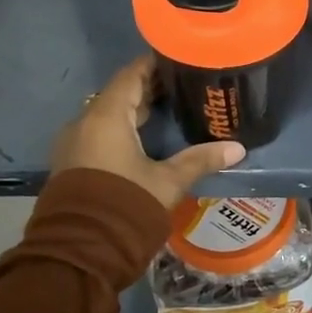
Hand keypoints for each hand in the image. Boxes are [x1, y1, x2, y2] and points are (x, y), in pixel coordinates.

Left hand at [52, 55, 244, 209]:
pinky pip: (100, 133)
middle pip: (120, 93)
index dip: (155, 64)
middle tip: (184, 85)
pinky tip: (147, 137)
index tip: (180, 59)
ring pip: (108, 115)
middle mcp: (85, 122)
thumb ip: (200, 160)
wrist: (79, 253)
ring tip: (171, 109)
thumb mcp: (168, 182)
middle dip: (150, 88)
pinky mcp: (73, 164)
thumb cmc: (126, 205)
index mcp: (106, 116)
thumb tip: (238, 148)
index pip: (131, 74)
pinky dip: (123, 128)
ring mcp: (75, 144)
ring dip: (136, 110)